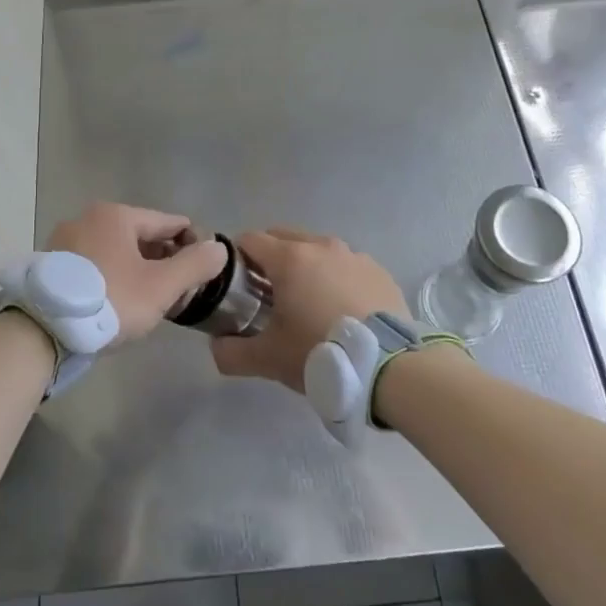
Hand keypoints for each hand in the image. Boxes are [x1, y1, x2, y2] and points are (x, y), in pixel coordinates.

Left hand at [46, 202, 227, 345]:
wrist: (43, 329)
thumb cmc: (110, 300)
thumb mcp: (161, 287)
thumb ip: (194, 265)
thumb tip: (218, 248)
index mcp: (117, 216)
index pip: (167, 222)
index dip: (190, 241)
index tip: (203, 266)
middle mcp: (88, 218)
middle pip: (139, 235)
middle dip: (162, 257)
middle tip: (178, 288)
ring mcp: (65, 239)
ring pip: (114, 249)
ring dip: (135, 267)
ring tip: (149, 297)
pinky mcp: (51, 264)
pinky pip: (93, 262)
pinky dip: (110, 274)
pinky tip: (116, 299)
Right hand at [210, 228, 406, 391]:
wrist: (390, 367)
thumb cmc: (320, 353)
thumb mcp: (269, 359)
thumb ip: (232, 352)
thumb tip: (215, 347)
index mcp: (289, 258)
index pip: (250, 239)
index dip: (237, 258)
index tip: (237, 285)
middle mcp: (321, 246)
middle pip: (283, 238)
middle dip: (269, 258)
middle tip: (268, 294)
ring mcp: (354, 255)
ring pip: (317, 249)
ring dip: (305, 266)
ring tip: (307, 302)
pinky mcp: (378, 270)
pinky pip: (346, 265)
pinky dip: (336, 278)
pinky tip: (340, 309)